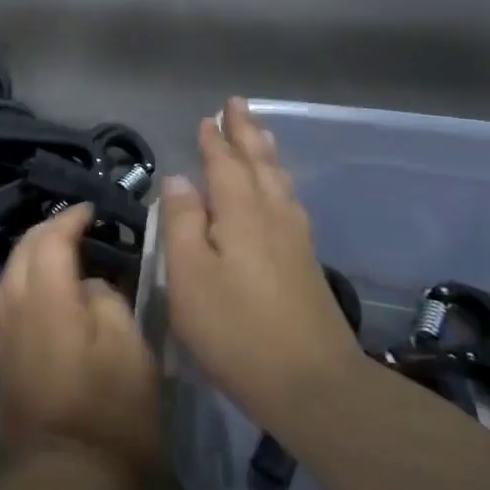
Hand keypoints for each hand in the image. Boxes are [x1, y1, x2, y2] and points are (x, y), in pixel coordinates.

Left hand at [0, 203, 160, 478]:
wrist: (64, 478)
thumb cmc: (109, 411)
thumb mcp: (130, 348)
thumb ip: (108, 301)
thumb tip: (90, 286)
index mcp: (46, 296)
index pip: (50, 239)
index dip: (70, 219)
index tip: (92, 211)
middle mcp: (14, 307)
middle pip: (22, 252)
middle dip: (46, 231)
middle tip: (77, 226)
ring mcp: (3, 334)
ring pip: (10, 276)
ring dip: (33, 256)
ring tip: (62, 253)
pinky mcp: (2, 359)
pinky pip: (9, 301)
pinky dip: (27, 283)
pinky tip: (47, 293)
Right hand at [160, 98, 361, 424]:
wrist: (310, 382)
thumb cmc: (234, 328)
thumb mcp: (188, 276)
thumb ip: (182, 223)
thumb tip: (179, 180)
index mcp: (241, 214)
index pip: (226, 164)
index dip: (216, 141)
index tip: (210, 116)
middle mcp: (273, 216)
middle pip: (260, 164)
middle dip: (247, 134)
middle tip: (239, 106)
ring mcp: (295, 240)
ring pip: (279, 182)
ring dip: (266, 153)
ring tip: (260, 135)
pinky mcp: (306, 263)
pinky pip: (289, 202)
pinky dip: (279, 182)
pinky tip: (279, 192)